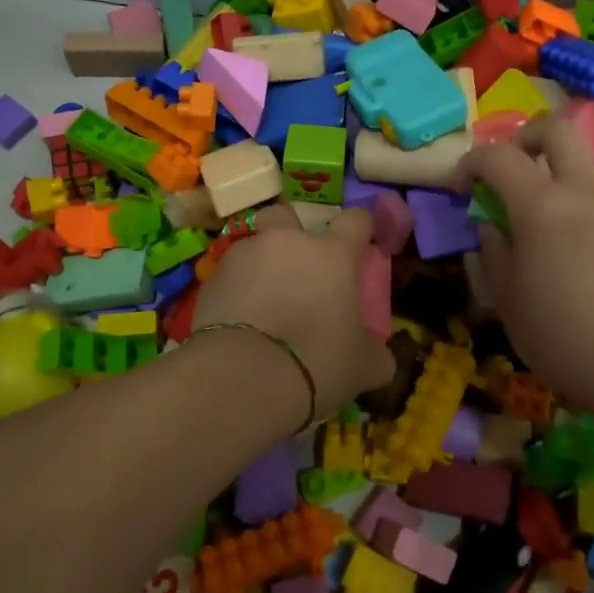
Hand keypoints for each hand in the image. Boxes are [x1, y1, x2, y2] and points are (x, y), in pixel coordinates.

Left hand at [192, 204, 394, 418]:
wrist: (242, 377)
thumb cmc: (316, 361)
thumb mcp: (362, 367)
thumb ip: (375, 355)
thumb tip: (382, 360)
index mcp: (331, 254)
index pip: (355, 220)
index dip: (361, 228)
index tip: (362, 244)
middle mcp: (287, 243)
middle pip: (287, 214)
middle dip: (291, 232)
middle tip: (298, 266)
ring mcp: (243, 256)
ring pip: (254, 247)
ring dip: (261, 267)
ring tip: (264, 305)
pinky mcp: (211, 280)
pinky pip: (229, 277)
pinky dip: (236, 292)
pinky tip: (239, 324)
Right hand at [459, 118, 593, 404]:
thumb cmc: (559, 333)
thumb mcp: (506, 296)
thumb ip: (494, 250)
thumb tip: (493, 226)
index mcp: (541, 204)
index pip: (499, 156)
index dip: (472, 162)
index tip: (460, 186)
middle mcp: (582, 191)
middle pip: (557, 129)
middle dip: (525, 137)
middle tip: (507, 169)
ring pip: (580, 164)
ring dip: (552, 173)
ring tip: (534, 219)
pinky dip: (573, 201)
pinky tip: (566, 245)